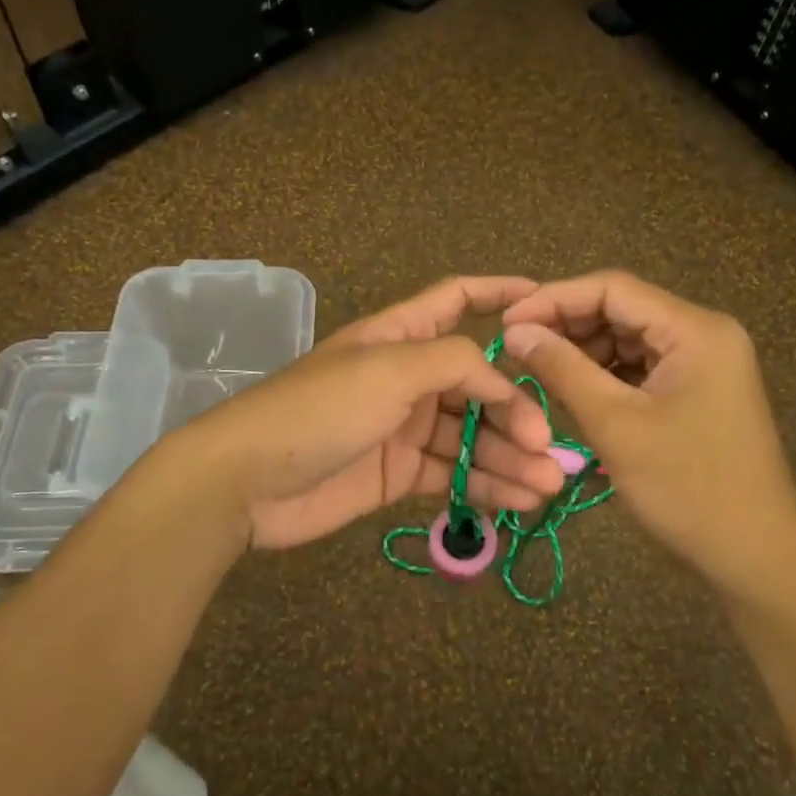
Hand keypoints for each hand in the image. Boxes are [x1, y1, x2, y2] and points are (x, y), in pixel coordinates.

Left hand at [179, 276, 566, 549]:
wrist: (247, 481)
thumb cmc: (319, 409)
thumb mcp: (389, 368)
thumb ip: (455, 363)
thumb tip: (505, 382)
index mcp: (400, 335)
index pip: (458, 301)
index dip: (501, 295)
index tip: (548, 304)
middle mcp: (407, 377)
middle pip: (478, 382)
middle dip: (517, 410)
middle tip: (548, 446)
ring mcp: (403, 427)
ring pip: (471, 435)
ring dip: (510, 457)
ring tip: (548, 485)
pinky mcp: (398, 473)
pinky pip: (453, 473)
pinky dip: (486, 485)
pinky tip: (520, 500)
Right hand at [501, 271, 795, 597]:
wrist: (756, 557)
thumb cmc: (687, 488)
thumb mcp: (615, 425)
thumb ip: (562, 369)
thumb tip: (514, 331)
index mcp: (694, 330)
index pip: (613, 289)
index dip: (553, 300)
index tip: (506, 323)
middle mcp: (703, 335)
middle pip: (621, 311)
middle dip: (566, 328)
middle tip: (515, 351)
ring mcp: (704, 364)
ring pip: (628, 341)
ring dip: (582, 354)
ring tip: (538, 375)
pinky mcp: (698, 392)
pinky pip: (641, 369)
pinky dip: (605, 377)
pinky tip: (573, 394)